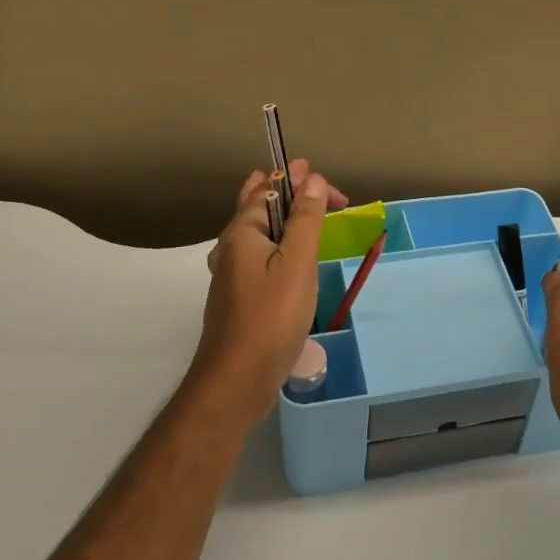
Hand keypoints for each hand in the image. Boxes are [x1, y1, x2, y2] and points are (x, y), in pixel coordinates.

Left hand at [192, 160, 347, 424]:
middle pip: (256, 207)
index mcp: (242, 232)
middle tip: (310, 182)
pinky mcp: (239, 298)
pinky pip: (259, 256)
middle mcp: (231, 248)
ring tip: (300, 211)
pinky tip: (287, 258)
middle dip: (284, 191)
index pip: (270, 189)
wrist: (237, 380)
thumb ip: (306, 219)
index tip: (329, 186)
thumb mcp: (297, 262)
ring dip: (280, 217)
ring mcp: (231, 275)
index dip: (299, 181)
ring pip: (256, 233)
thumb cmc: (271, 316)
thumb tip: (313, 179)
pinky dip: (277, 243)